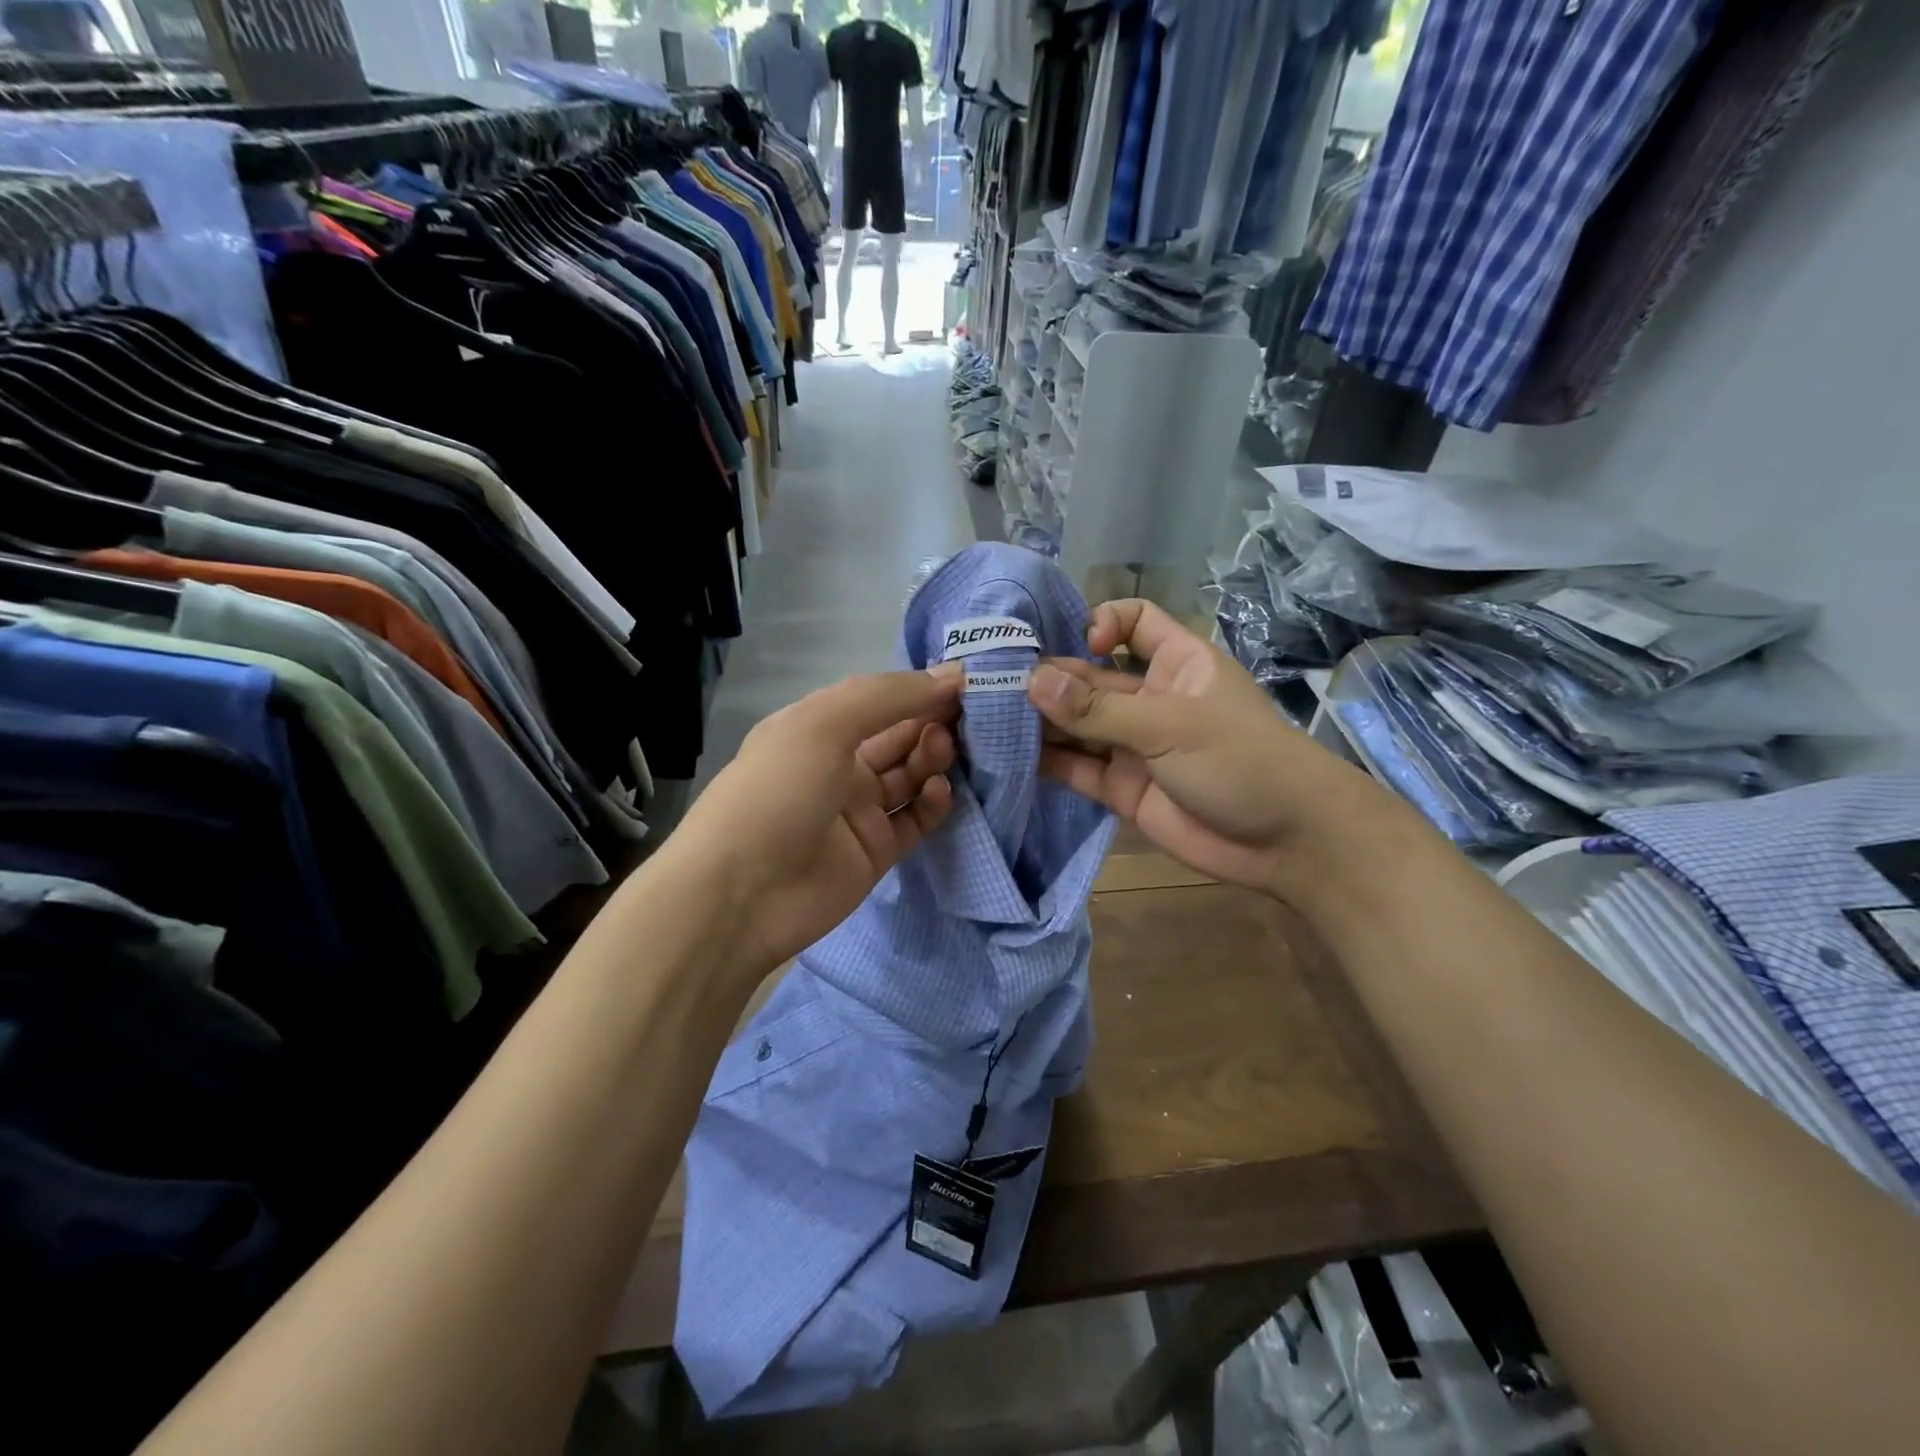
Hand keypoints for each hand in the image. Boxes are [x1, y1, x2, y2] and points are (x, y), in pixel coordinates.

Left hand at [673, 666, 962, 973]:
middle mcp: (839, 764)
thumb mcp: (823, 724)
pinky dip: (932, 803)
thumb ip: (888, 696)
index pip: (879, 699)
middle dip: (933, 720)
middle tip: (968, 716)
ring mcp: (858, 810)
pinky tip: (939, 790)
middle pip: (899, 735)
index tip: (964, 681)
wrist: (741, 894)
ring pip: (911, 774)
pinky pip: (915, 819)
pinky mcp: (876, 851)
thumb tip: (951, 676)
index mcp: (818, 727)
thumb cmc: (777, 792)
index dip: (919, 688)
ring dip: (934, 757)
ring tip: (948, 749)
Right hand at [1028, 600, 1381, 896]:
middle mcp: (1150, 698)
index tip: (1082, 646)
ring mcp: (1133, 745)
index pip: (1135, 621)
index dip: (1103, 623)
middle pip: (1091, 677)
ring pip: (1078, 724)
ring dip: (1041, 721)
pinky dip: (1048, 762)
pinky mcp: (1120, 788)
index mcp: (1176, 663)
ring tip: (991, 719)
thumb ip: (1098, 709)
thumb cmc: (1240, 760)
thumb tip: (1031, 680)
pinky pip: (1077, 768)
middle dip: (1050, 679)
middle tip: (997, 685)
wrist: (1286, 842)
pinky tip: (1011, 757)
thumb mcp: (1170, 725)